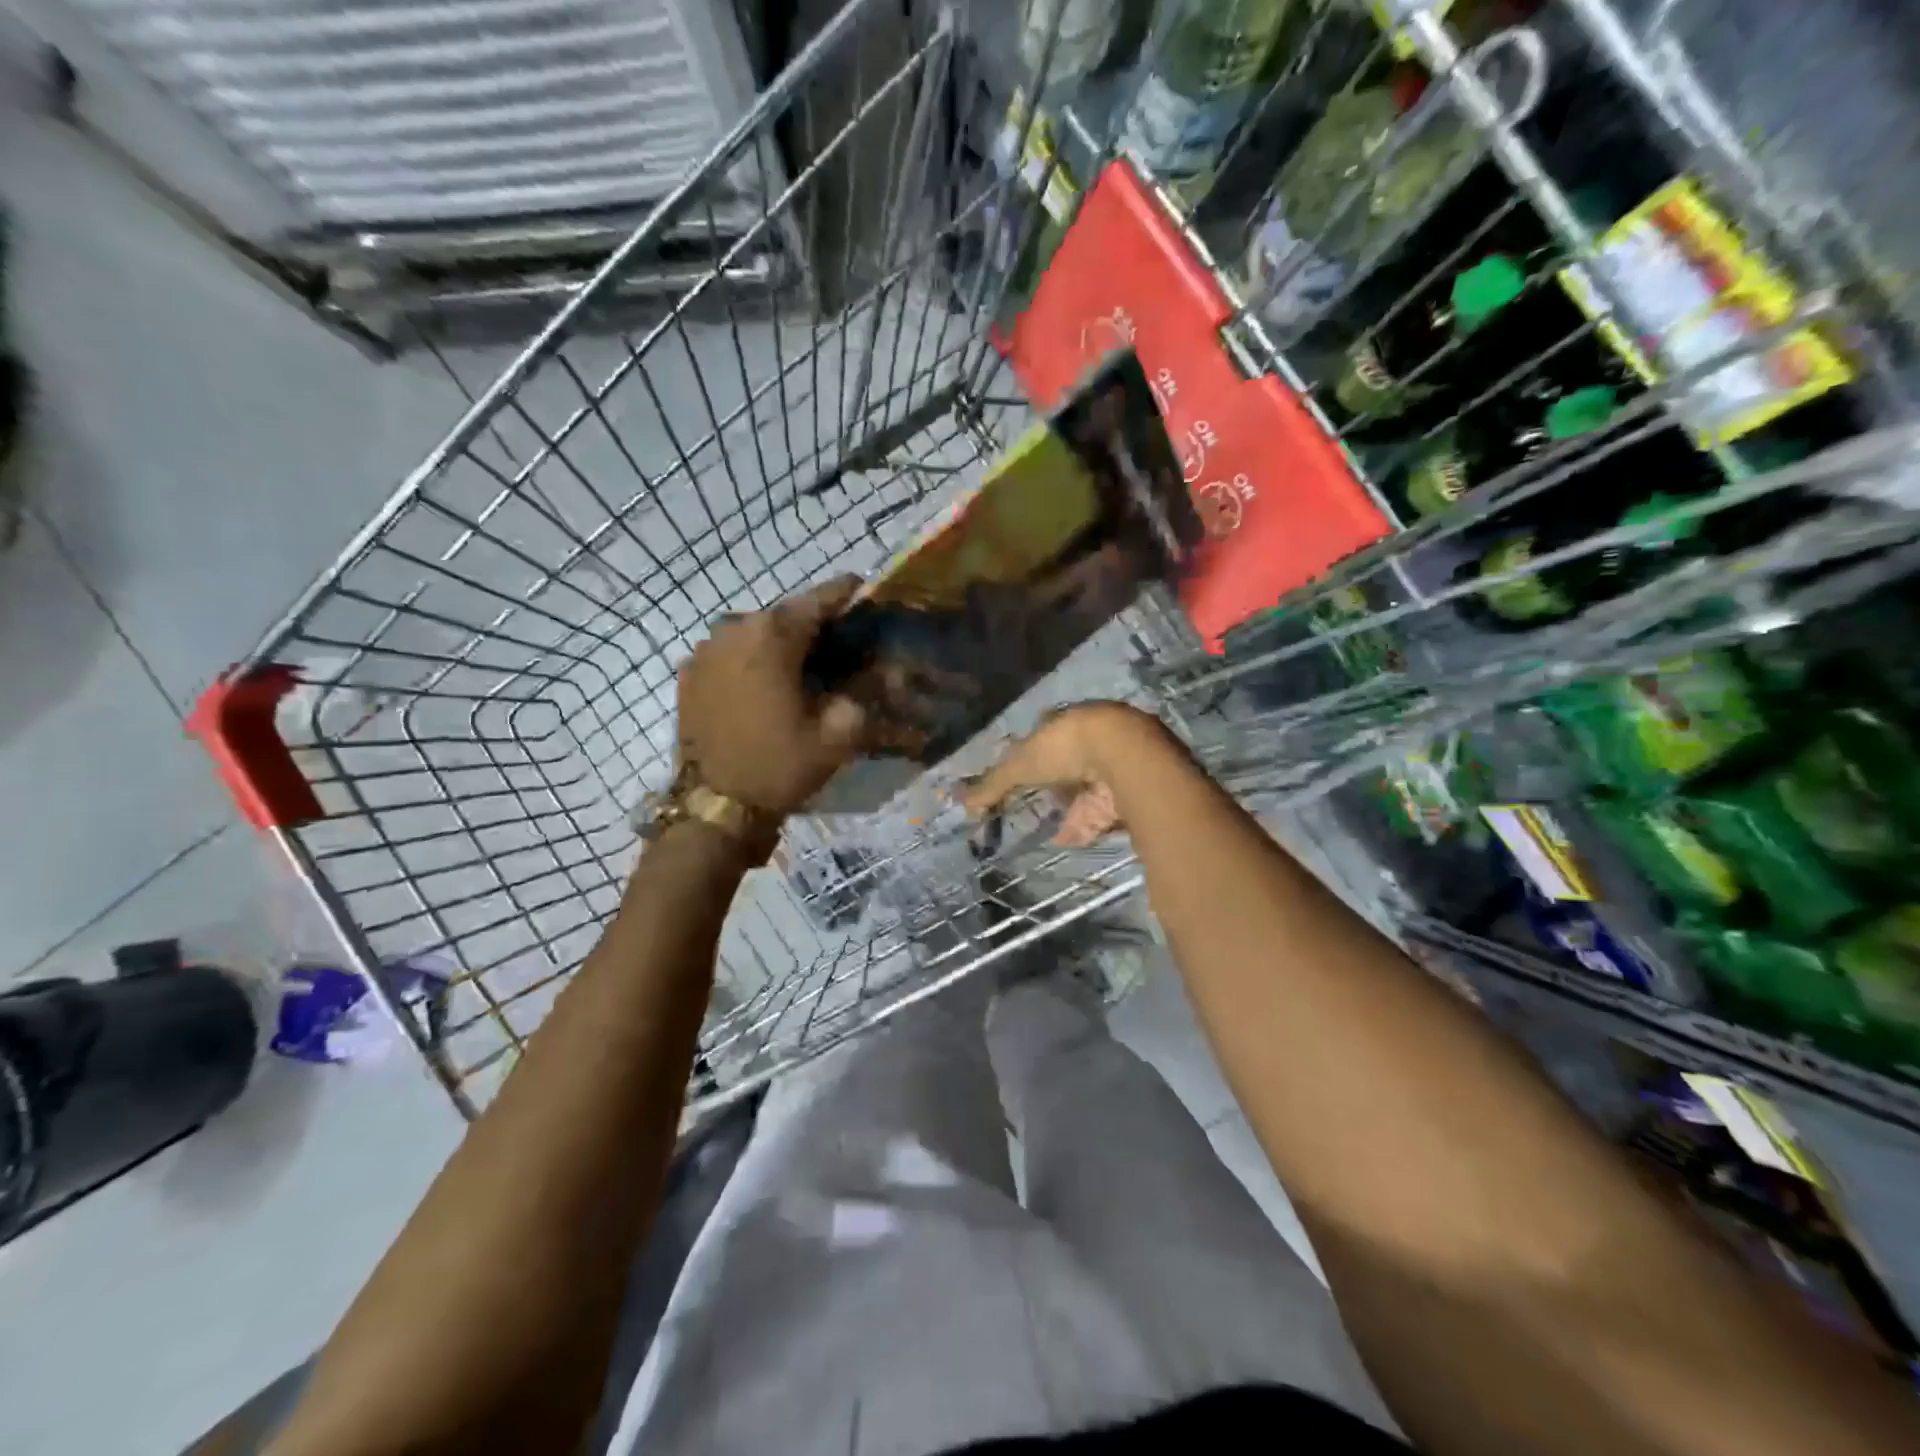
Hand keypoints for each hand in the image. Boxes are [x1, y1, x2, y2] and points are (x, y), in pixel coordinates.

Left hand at [676, 579, 867, 817]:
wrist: (715, 808)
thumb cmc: (780, 765)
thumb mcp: (839, 733)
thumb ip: (865, 690)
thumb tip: (881, 668)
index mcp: (773, 635)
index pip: (820, 598)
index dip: (848, 593)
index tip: (866, 592)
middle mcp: (734, 628)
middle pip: (787, 615)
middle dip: (816, 625)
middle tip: (841, 644)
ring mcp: (705, 649)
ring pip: (757, 632)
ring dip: (783, 643)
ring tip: (805, 666)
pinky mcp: (690, 673)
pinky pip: (732, 653)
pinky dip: (754, 659)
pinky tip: (768, 684)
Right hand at [964, 702, 1168, 846]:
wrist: (1125, 756)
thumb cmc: (1066, 749)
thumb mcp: (1021, 764)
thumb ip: (993, 784)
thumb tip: (963, 803)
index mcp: (1065, 723)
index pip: (1044, 736)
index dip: (1031, 755)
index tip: (1021, 773)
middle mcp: (1090, 740)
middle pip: (1067, 765)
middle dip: (1054, 783)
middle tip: (1038, 802)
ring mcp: (1112, 767)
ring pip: (1086, 790)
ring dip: (1071, 808)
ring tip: (1052, 827)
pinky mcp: (1127, 793)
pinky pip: (1101, 814)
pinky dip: (1084, 828)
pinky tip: (1068, 841)